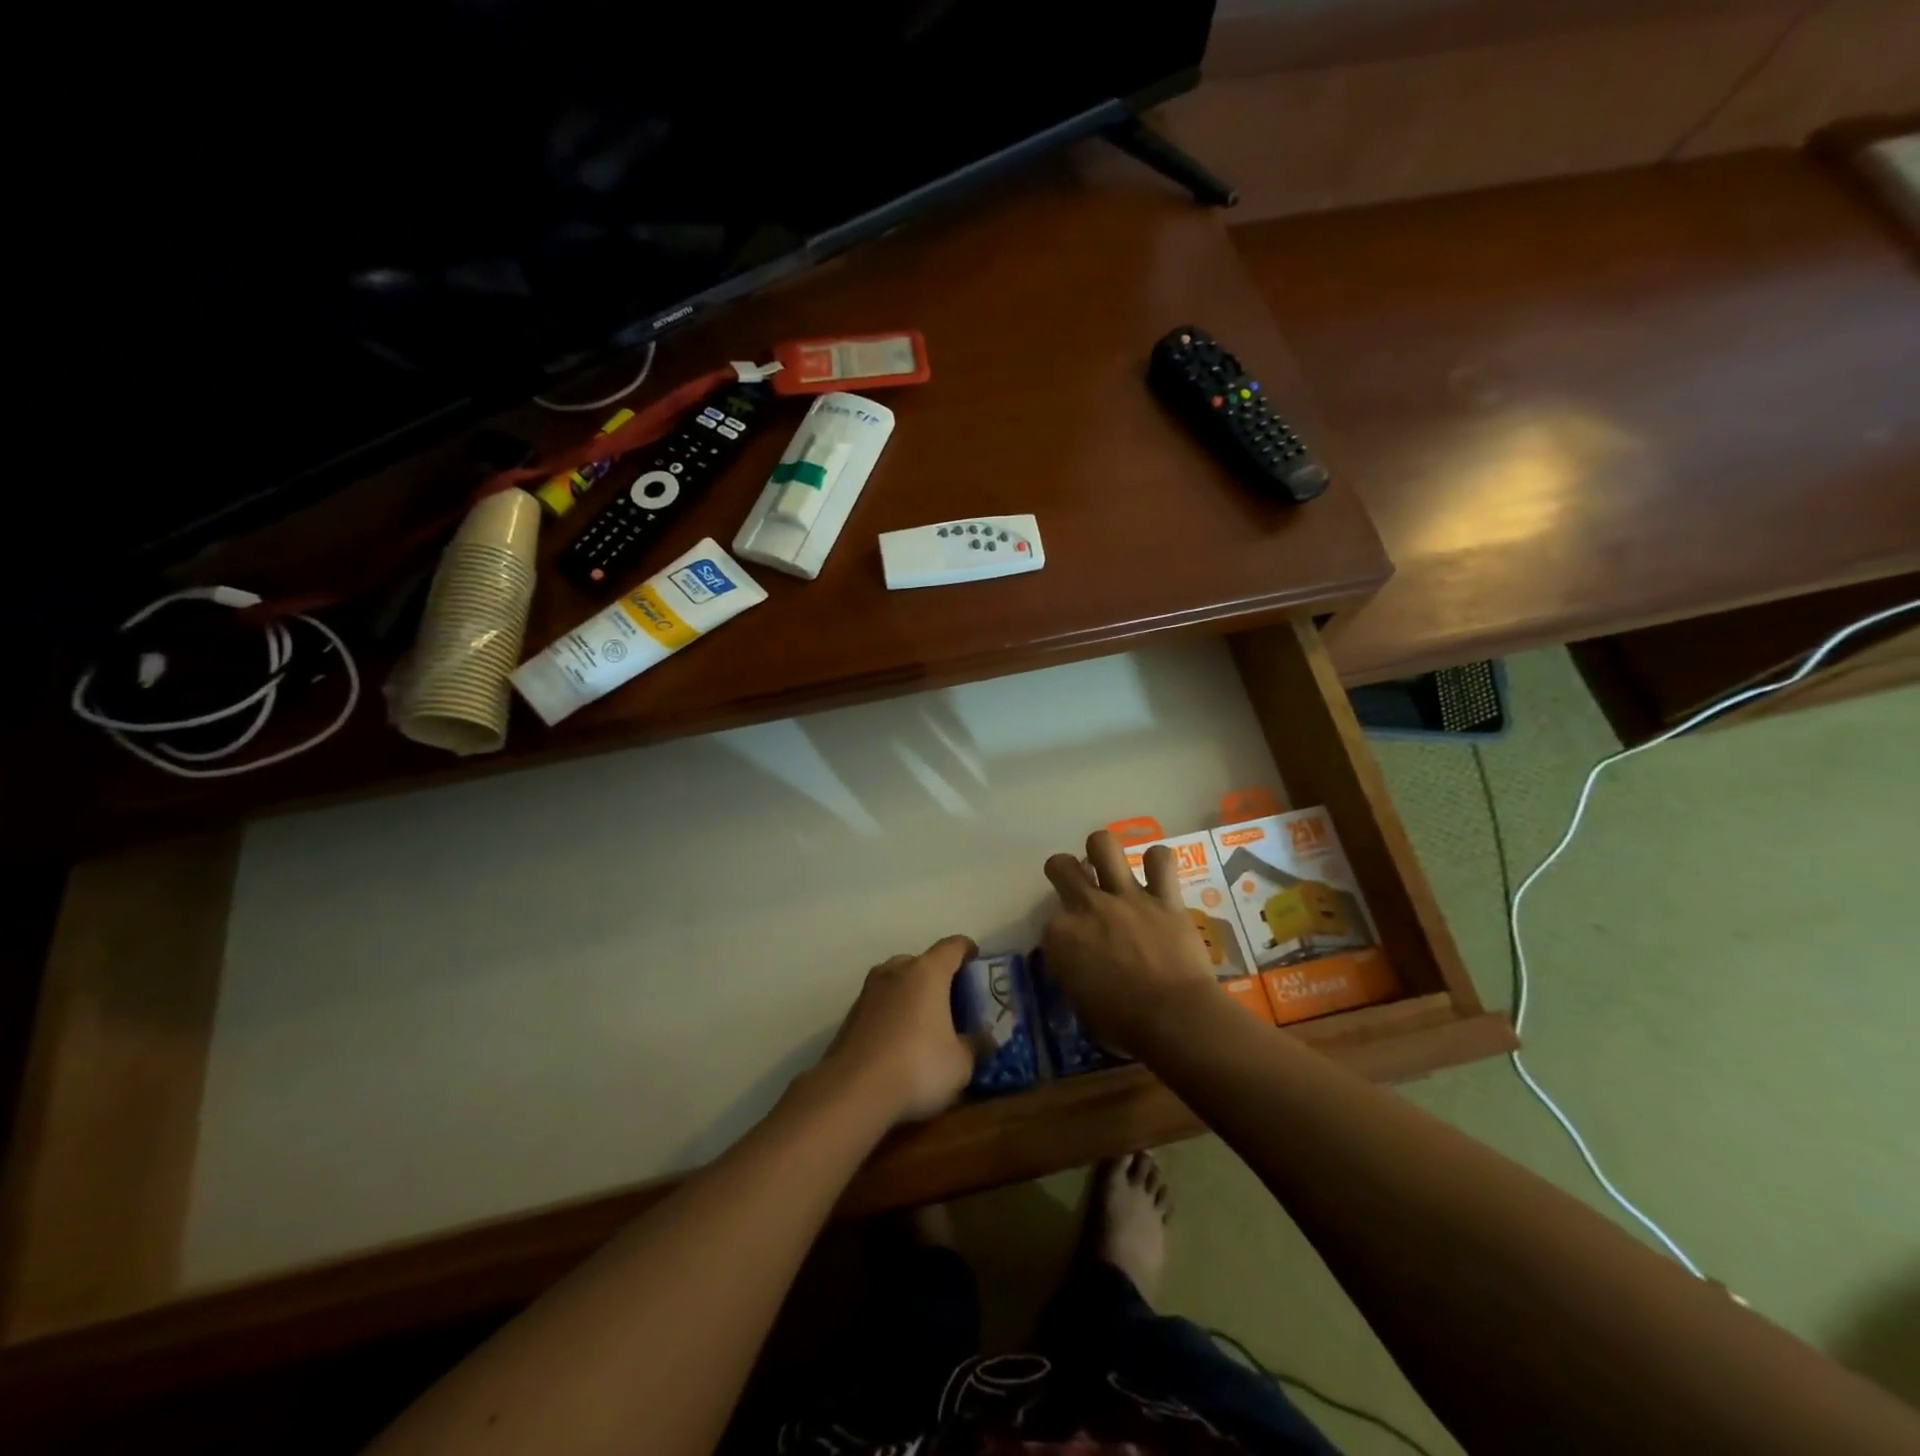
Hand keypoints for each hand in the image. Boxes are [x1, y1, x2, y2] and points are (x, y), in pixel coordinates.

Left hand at [816, 935, 978, 1125]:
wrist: (852, 1091)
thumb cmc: (918, 1067)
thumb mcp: (961, 1064)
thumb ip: (976, 1045)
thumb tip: (986, 1038)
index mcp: (927, 972)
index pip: (953, 946)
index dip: (968, 950)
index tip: (977, 962)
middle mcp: (896, 971)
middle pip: (922, 961)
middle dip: (939, 976)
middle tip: (953, 1001)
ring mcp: (868, 990)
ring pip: (897, 980)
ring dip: (912, 994)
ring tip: (925, 1021)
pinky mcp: (850, 1014)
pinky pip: (880, 1003)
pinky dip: (893, 1012)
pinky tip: (899, 1041)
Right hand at [1042, 830, 1217, 1054]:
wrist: (1174, 1019)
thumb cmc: (1122, 1024)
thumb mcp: (1080, 1004)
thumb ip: (1073, 973)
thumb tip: (1079, 967)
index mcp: (1060, 936)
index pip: (1049, 920)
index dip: (1061, 932)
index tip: (1073, 948)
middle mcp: (1087, 906)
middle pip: (1061, 866)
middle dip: (1064, 871)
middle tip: (1078, 885)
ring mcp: (1125, 896)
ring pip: (1103, 844)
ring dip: (1102, 851)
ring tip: (1109, 864)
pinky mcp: (1163, 897)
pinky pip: (1160, 860)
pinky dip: (1157, 863)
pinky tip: (1156, 873)